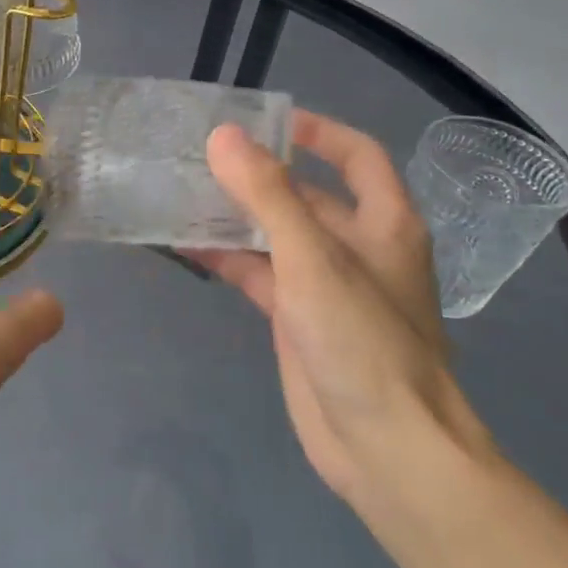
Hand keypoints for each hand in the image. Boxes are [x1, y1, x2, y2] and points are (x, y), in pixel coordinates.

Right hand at [190, 110, 491, 501]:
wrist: (386, 446)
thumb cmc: (362, 341)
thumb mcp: (313, 259)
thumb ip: (267, 196)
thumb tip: (224, 136)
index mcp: (384, 223)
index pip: (357, 156)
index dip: (318, 132)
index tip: (265, 121)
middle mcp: (357, 248)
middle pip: (306, 195)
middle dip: (259, 175)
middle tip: (200, 156)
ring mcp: (325, 286)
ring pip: (275, 236)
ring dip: (235, 217)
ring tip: (181, 193)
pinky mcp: (297, 320)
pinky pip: (258, 274)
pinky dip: (227, 258)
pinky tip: (185, 246)